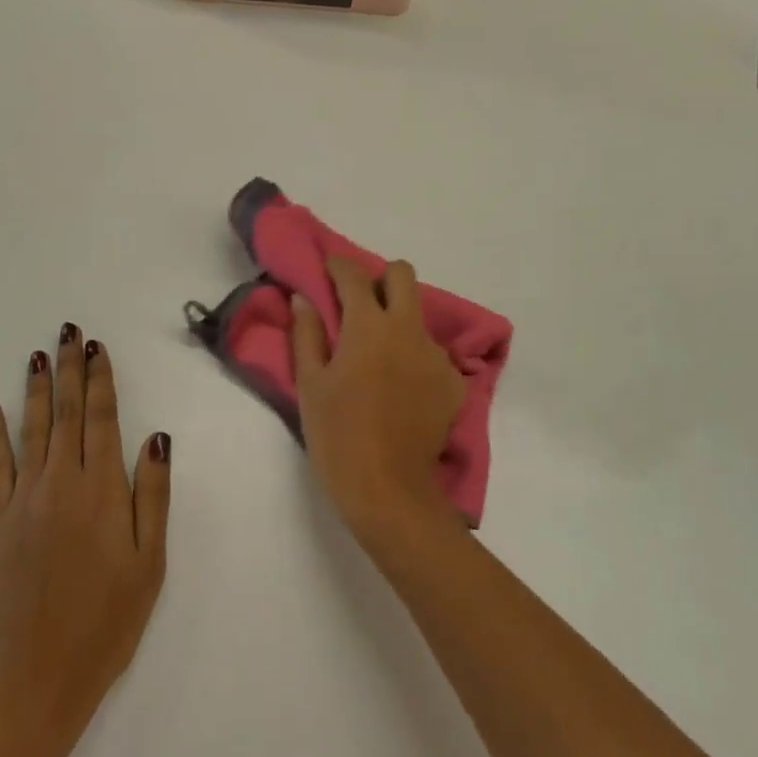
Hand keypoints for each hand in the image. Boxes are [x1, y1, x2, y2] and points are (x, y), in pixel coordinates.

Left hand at [0, 324, 170, 753]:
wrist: (40, 677)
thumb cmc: (109, 620)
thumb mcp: (150, 561)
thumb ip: (153, 494)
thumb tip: (156, 436)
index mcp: (102, 491)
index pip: (101, 419)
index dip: (99, 379)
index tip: (97, 347)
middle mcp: (61, 484)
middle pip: (66, 414)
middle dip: (69, 369)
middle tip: (69, 331)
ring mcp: (24, 501)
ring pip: (32, 430)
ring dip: (36, 389)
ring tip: (38, 354)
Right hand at [291, 259, 466, 544]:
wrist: (389, 490)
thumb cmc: (338, 435)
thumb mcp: (310, 384)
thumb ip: (307, 334)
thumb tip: (304, 298)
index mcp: (369, 326)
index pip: (354, 275)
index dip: (338, 266)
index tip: (327, 270)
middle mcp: (409, 329)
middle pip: (403, 275)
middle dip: (380, 279)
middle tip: (360, 303)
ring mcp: (436, 355)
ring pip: (419, 316)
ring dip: (398, 322)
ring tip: (379, 358)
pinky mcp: (454, 383)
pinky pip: (433, 354)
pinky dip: (415, 359)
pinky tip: (401, 389)